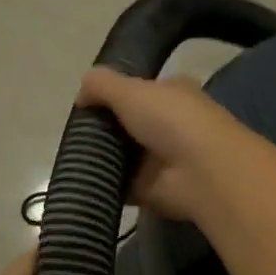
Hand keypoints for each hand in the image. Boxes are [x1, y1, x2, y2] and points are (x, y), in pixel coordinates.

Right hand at [76, 68, 253, 222]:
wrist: (201, 173)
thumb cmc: (171, 120)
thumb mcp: (130, 90)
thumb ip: (101, 85)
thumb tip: (81, 93)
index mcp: (173, 93)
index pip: (141, 89)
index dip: (115, 94)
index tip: (86, 103)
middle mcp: (171, 124)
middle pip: (129, 124)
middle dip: (105, 129)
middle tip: (75, 133)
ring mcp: (164, 159)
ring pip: (124, 155)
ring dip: (103, 158)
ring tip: (74, 157)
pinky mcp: (154, 189)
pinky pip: (122, 185)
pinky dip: (106, 184)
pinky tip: (84, 181)